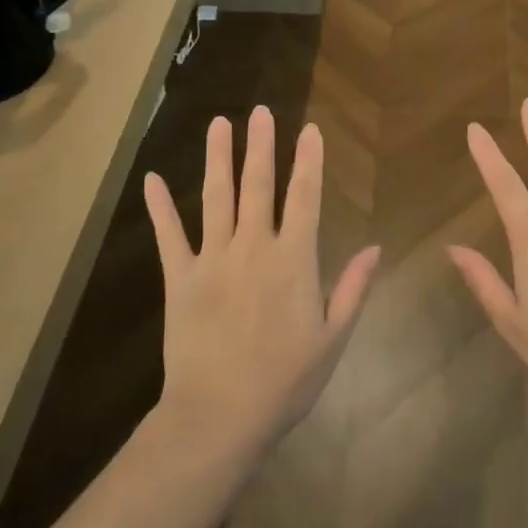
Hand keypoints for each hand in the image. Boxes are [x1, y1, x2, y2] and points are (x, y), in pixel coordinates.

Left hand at [143, 106, 380, 455]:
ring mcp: (212, 260)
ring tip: (218, 124)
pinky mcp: (180, 279)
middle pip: (257, 186)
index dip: (309, 161)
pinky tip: (152, 179)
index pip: (304, 197)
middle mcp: (252, 248)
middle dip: (260, 146)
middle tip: (259, 111)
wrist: (220, 416)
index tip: (310, 130)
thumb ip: (353, 287)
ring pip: (215, 198)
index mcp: (293, 260)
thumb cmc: (285, 381)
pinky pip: (169, 236)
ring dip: (217, 159)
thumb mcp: (333, 338)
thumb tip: (375, 247)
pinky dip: (160, 208)